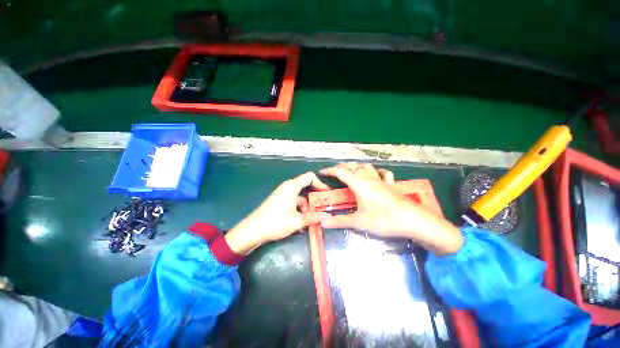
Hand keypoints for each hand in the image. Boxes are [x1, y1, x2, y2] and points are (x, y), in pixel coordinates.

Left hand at [225, 172, 329, 254]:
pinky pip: (293, 201)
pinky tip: (303, 222)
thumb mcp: (297, 221)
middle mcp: (287, 187)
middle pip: (305, 186)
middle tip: (323, 207)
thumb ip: (313, 218)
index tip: (326, 194)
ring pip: (300, 196)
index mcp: (292, 186)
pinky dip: (300, 209)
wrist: (252, 230)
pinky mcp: (279, 201)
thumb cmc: (276, 222)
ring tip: (314, 219)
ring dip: (308, 206)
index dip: (320, 183)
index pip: (309, 177)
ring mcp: (282, 194)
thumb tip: (326, 217)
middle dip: (315, 197)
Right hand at [320, 163, 462, 254]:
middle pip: (353, 166)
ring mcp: (382, 180)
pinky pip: (383, 173)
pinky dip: (377, 172)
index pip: (341, 172)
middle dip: (342, 167)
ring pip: (367, 167)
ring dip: (357, 167)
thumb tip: (322, 222)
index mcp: (359, 184)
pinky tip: (376, 175)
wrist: (413, 221)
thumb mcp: (359, 222)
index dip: (330, 170)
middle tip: (335, 172)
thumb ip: (340, 221)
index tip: (322, 172)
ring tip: (351, 171)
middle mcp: (369, 178)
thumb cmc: (384, 220)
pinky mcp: (392, 185)